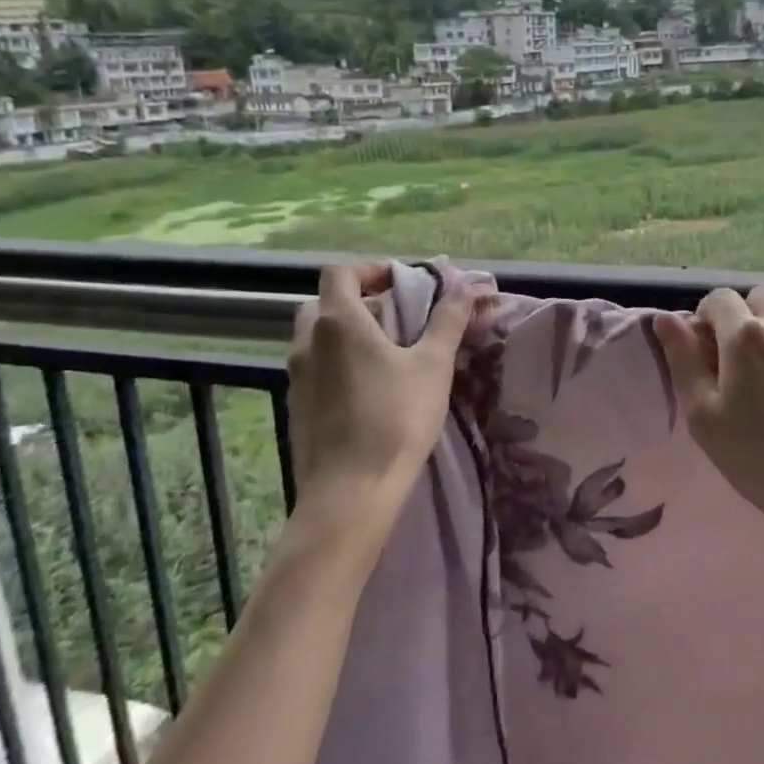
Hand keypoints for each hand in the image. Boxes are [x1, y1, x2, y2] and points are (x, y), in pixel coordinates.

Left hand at [286, 263, 487, 543]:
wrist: (350, 493)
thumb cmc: (396, 419)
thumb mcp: (432, 365)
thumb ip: (447, 320)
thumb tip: (467, 285)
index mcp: (339, 322)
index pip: (341, 272)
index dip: (371, 270)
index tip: (402, 283)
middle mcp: (308, 342)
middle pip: (324, 302)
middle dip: (358, 300)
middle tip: (395, 315)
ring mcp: (296, 377)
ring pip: (316, 337)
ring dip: (346, 332)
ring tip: (386, 352)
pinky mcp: (296, 407)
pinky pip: (314, 368)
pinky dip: (337, 362)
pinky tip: (368, 388)